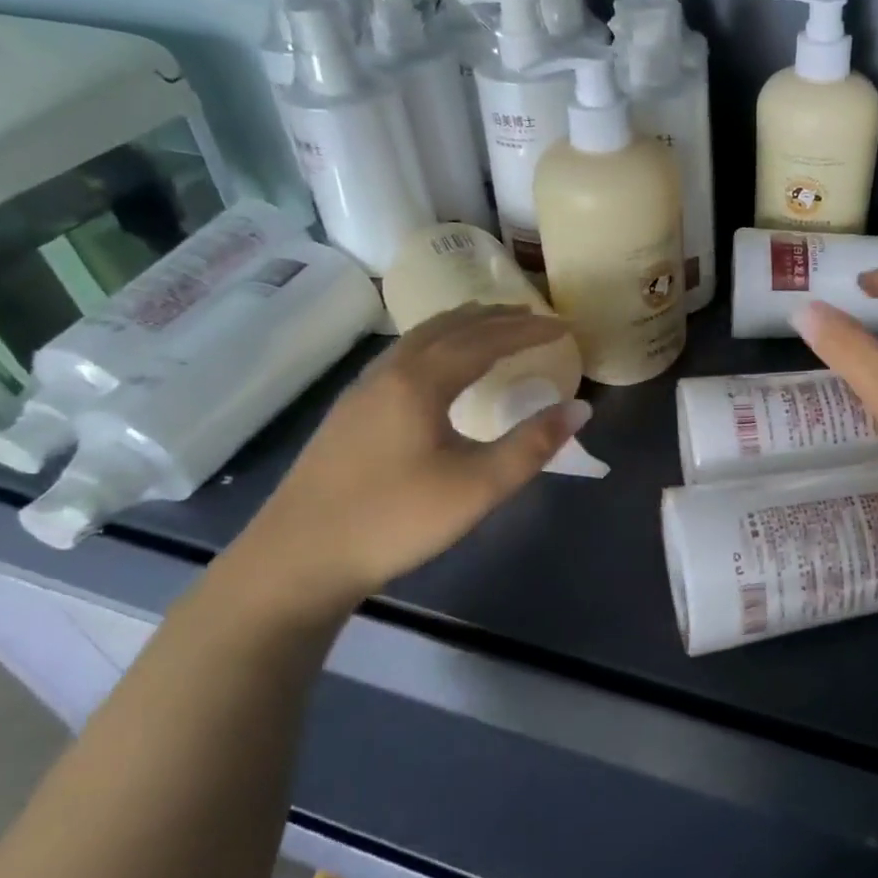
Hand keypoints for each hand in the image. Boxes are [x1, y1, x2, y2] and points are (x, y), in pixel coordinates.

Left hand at [229, 305, 587, 616]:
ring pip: (420, 338)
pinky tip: (439, 368)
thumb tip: (581, 408)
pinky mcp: (349, 411)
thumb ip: (532, 445)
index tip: (563, 328)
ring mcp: (363, 389)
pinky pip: (403, 355)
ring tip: (493, 328)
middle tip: (535, 318)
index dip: (528, 332)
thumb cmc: (394, 520)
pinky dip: (437, 344)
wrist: (296, 560)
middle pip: (451, 327)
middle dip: (497, 318)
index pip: (485, 340)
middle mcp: (390, 371)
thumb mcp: (476, 488)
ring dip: (463, 326)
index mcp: (421, 381)